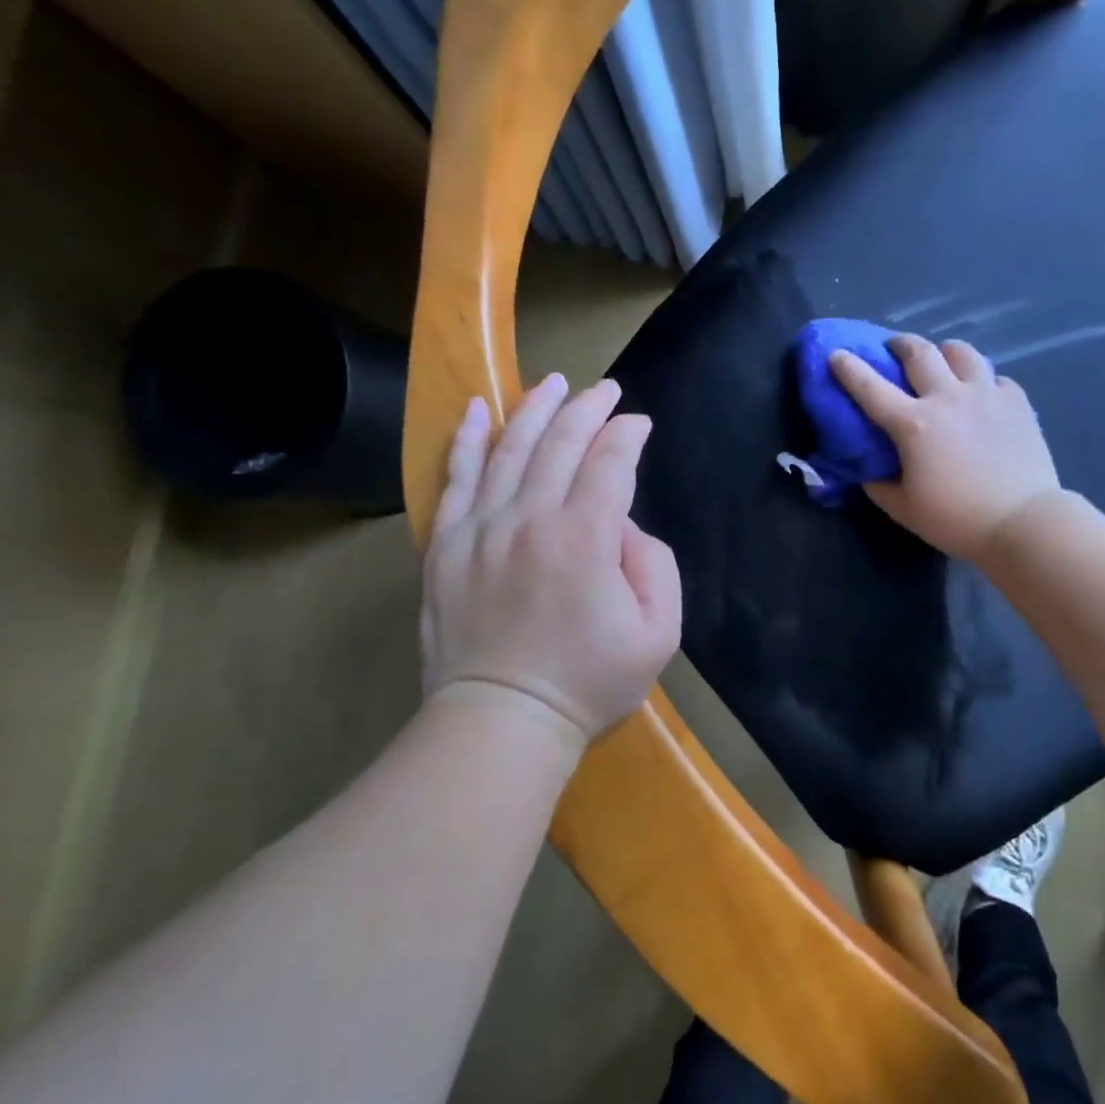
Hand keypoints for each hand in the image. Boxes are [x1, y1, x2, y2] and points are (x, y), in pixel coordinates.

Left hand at [421, 374, 681, 746]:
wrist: (502, 720)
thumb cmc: (588, 683)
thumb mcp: (658, 634)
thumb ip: (655, 565)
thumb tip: (624, 526)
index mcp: (586, 538)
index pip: (610, 463)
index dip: (628, 435)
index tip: (639, 423)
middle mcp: (531, 518)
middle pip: (561, 443)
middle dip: (588, 409)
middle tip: (605, 389)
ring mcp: (481, 528)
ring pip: (510, 448)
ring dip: (535, 409)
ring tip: (553, 383)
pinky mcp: (446, 545)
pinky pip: (456, 478)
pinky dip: (468, 439)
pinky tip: (478, 409)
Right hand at [829, 334, 1062, 560]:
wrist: (1022, 521)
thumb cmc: (956, 519)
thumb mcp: (903, 509)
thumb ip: (878, 484)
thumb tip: (868, 468)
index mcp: (913, 424)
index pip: (870, 387)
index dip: (848, 368)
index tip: (836, 354)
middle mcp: (947, 398)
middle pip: (919, 352)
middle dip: (900, 344)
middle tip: (893, 348)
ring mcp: (986, 395)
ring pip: (961, 352)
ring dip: (944, 352)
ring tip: (942, 361)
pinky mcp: (1018, 402)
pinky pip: (996, 378)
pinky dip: (983, 381)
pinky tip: (983, 396)